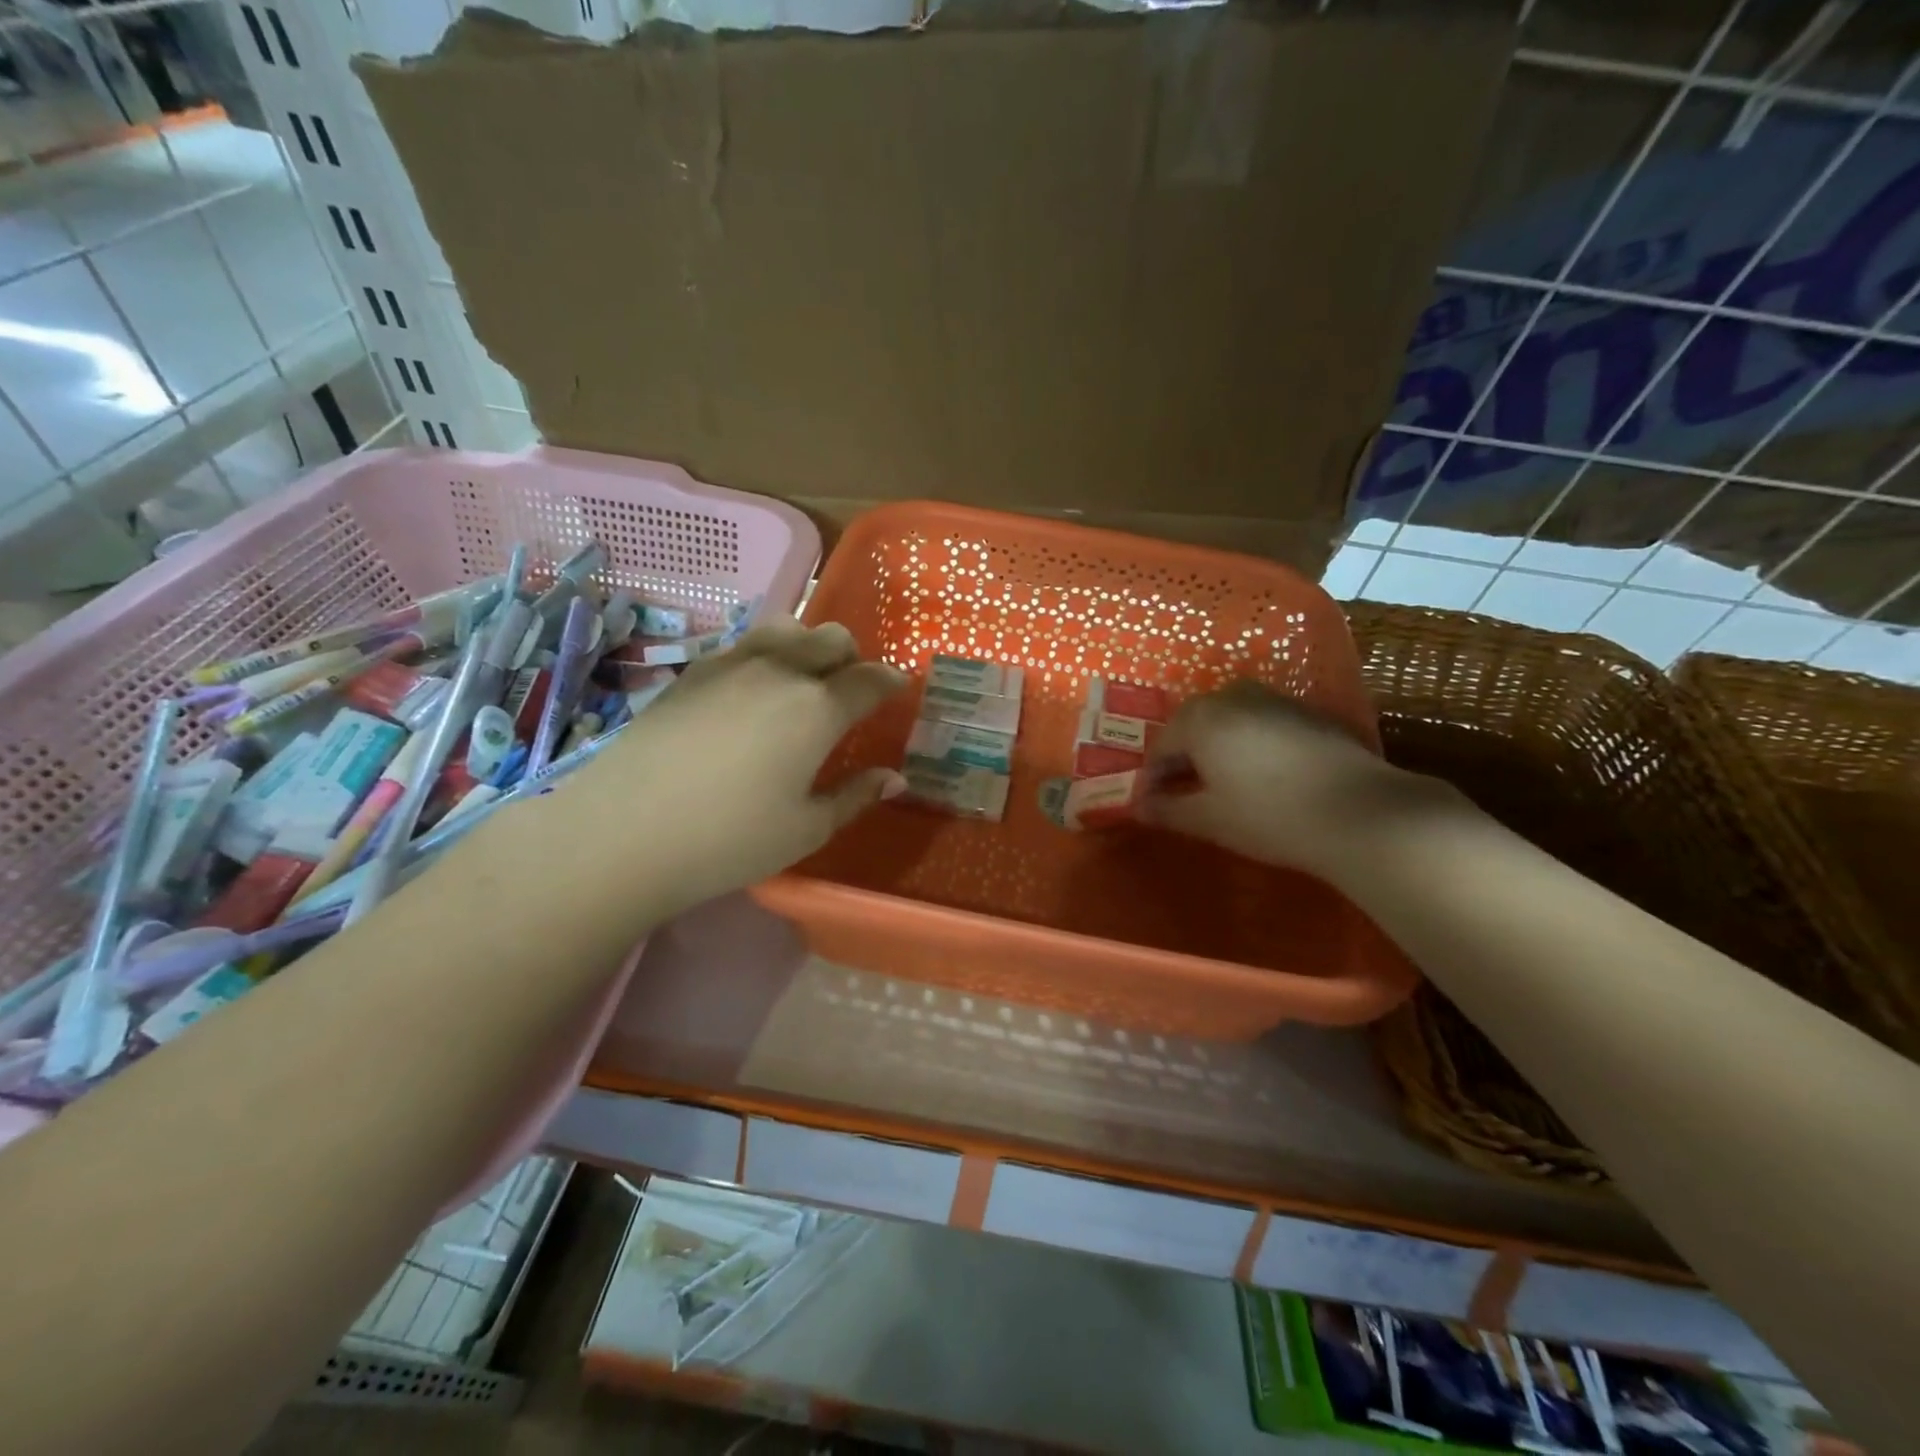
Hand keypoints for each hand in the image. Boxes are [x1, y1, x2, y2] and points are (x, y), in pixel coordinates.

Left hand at [562, 618, 908, 915]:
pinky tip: (751, 695)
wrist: (624, 832)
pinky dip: (765, 656)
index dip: (891, 682)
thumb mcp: (806, 829)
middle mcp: (780, 671)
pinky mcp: (693, 671)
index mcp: (818, 708)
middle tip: (846, 695)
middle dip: (851, 659)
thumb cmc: (729, 839)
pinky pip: (745, 644)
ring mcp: (732, 664)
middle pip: (832, 638)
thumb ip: (855, 797)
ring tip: (800, 684)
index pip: (870, 679)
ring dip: (807, 647)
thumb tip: (895, 779)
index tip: (897, 689)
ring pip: (787, 628)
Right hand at [1140, 681, 1428, 882]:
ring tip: (1222, 785)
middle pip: (1194, 725)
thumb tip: (1140, 807)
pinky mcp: (1308, 713)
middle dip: (1184, 758)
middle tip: (1185, 794)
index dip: (1153, 777)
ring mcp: (1275, 700)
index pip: (1161, 745)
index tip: (1152, 805)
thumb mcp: (1209, 819)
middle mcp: (1233, 697)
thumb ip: (1168, 810)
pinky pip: (1261, 724)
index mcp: (1201, 718)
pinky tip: (1262, 777)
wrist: (1360, 813)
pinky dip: (1250, 745)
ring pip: (1229, 721)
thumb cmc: (1269, 816)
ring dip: (1217, 749)